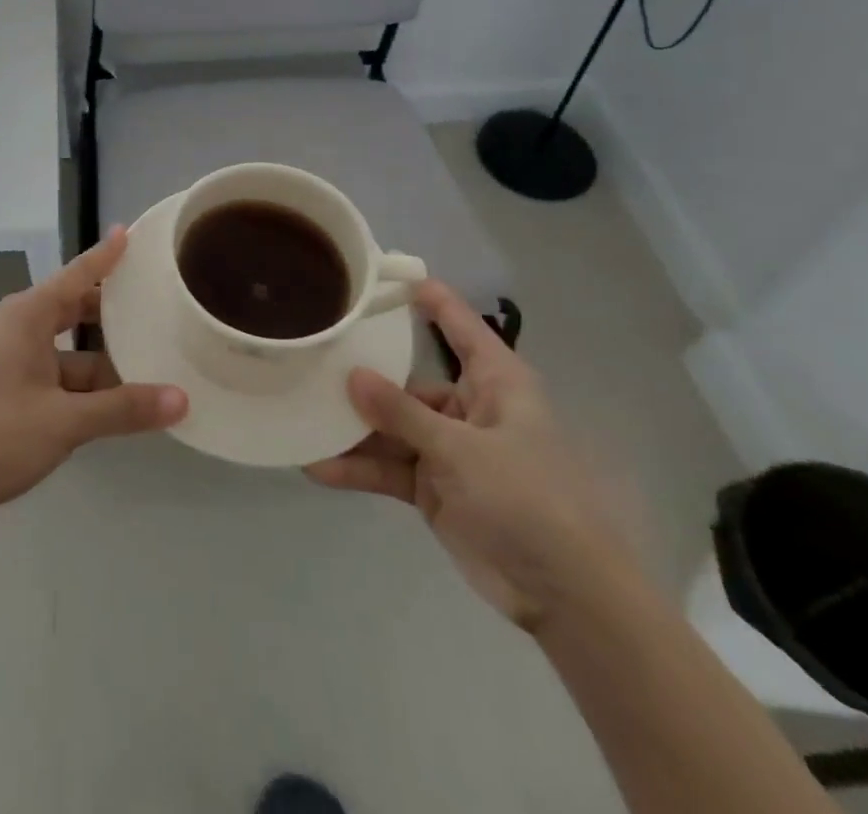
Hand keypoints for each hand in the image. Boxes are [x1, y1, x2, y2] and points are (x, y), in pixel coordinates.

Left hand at [0, 228, 187, 534]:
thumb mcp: (66, 421)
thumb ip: (124, 408)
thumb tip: (182, 399)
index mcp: (29, 315)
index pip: (78, 274)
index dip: (107, 254)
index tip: (134, 232)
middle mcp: (23, 328)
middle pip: (79, 309)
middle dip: (117, 312)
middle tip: (162, 305)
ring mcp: (19, 361)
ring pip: (76, 351)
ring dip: (109, 362)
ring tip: (159, 363)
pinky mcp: (18, 391)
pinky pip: (65, 377)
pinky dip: (92, 388)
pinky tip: (126, 404)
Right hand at [304, 280, 635, 632]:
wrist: (565, 596)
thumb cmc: (529, 499)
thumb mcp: (462, 450)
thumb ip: (403, 413)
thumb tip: (351, 374)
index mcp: (495, 382)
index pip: (459, 324)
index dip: (427, 297)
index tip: (383, 272)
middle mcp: (468, 407)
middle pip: (408, 380)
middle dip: (363, 376)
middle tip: (313, 356)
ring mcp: (449, 450)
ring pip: (392, 427)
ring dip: (353, 429)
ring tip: (302, 415)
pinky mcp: (434, 488)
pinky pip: (389, 468)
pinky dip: (359, 468)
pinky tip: (318, 467)